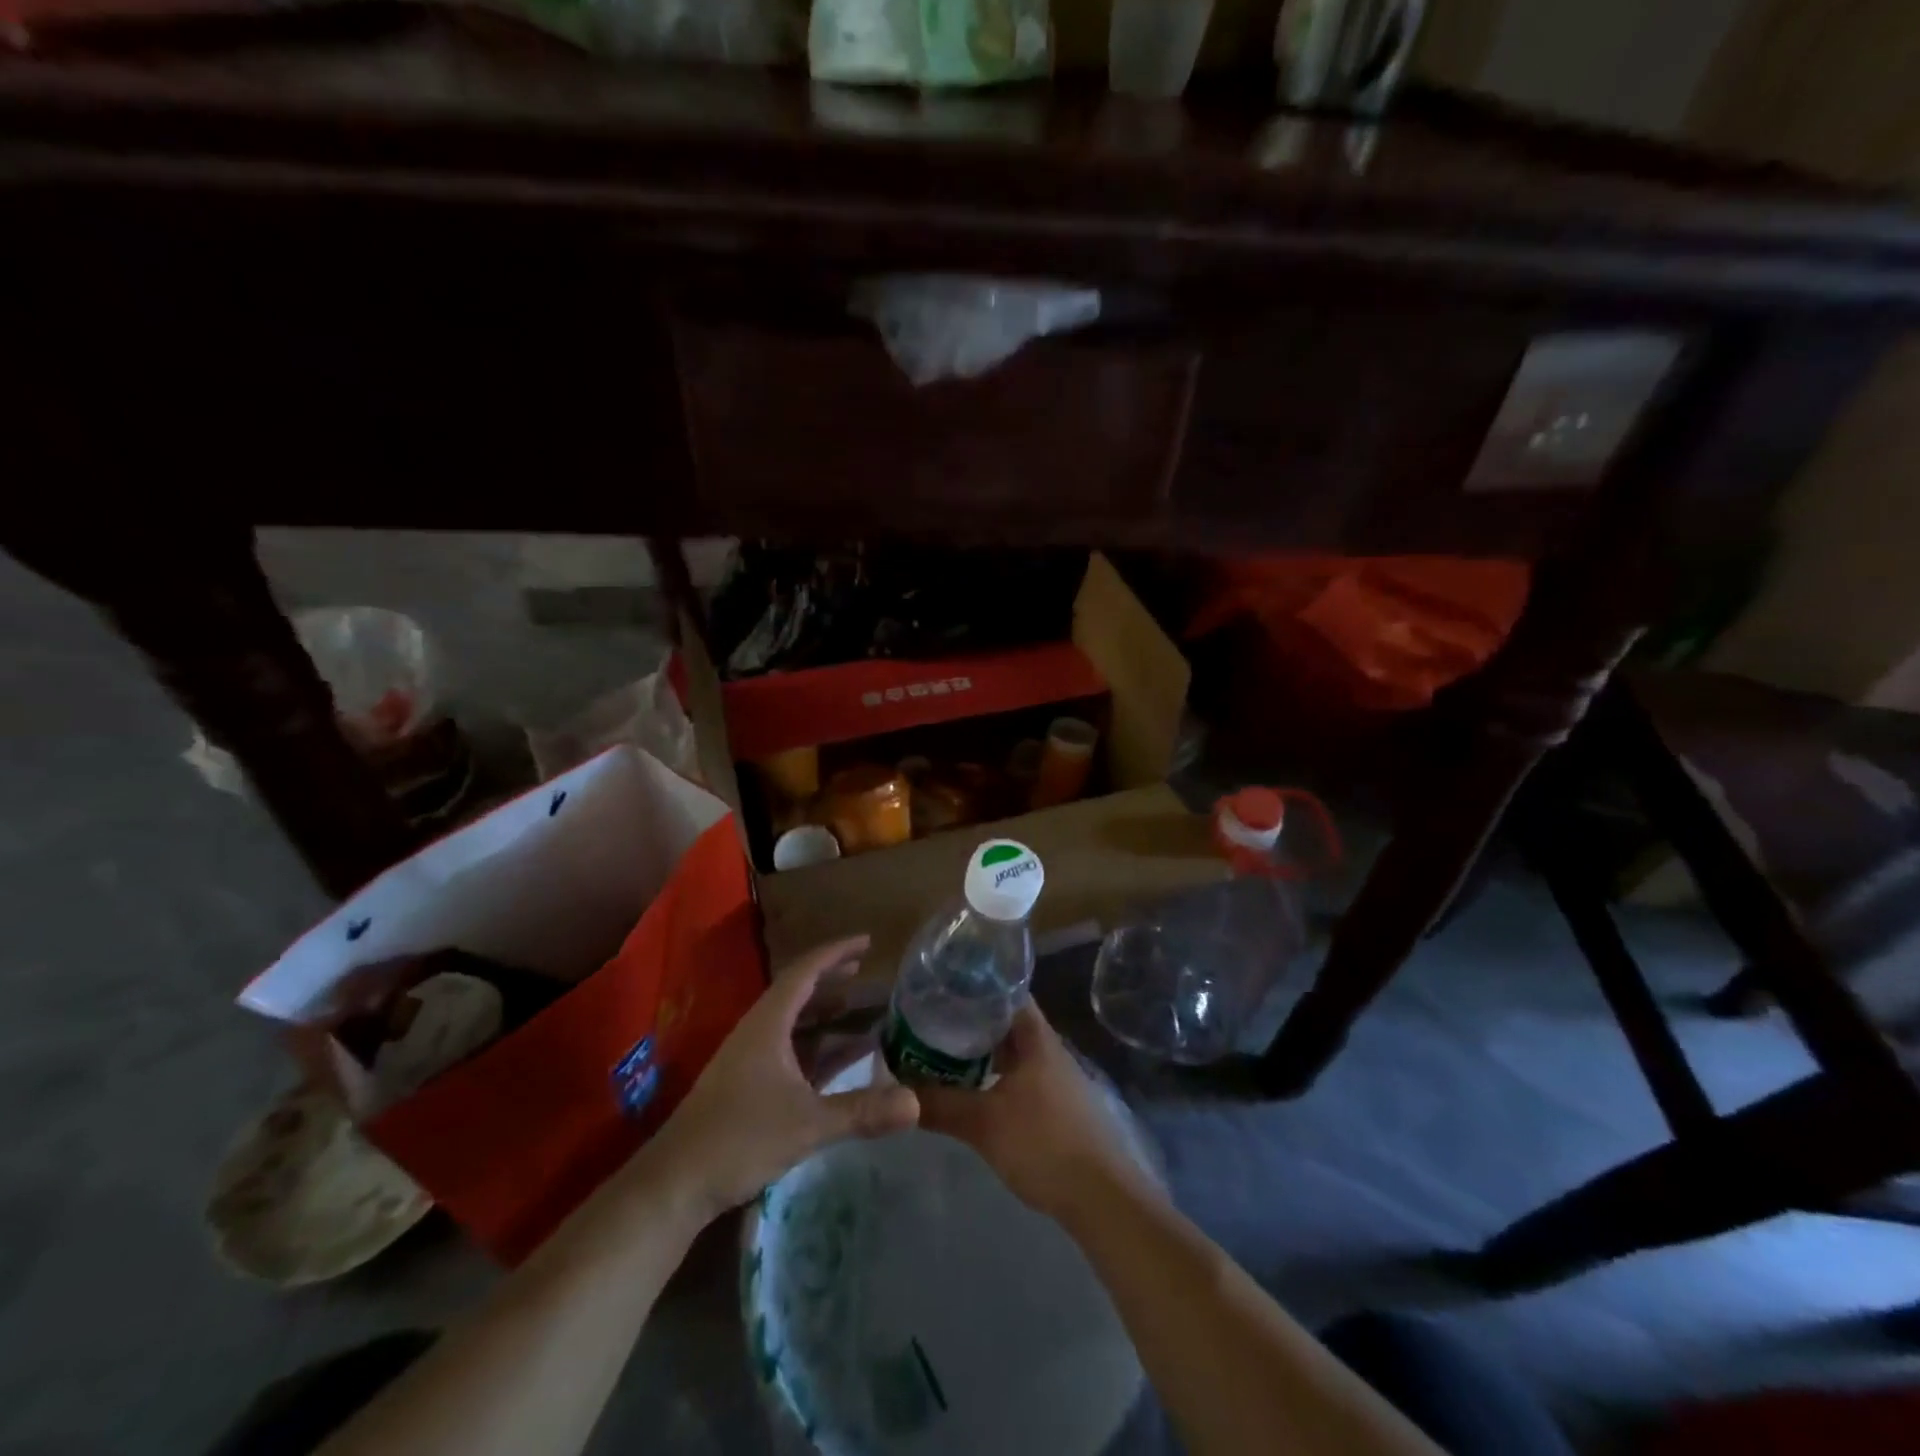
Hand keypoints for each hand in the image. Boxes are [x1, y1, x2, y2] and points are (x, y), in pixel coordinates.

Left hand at [648, 936, 919, 1224]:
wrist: (674, 1184)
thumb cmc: (740, 1138)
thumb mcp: (807, 1123)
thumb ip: (862, 1111)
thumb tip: (916, 1104)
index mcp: (767, 1024)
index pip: (804, 972)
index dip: (836, 953)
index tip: (867, 941)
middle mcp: (758, 1033)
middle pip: (799, 993)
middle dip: (833, 980)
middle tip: (867, 973)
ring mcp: (750, 1060)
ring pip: (794, 1024)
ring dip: (826, 1015)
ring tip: (862, 1011)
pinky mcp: (747, 1086)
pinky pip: (790, 1051)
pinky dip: (817, 1048)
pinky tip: (839, 1062)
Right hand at [917, 1002, 1153, 1225]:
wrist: (1102, 1197)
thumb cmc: (1044, 1144)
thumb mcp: (984, 1123)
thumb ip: (939, 1104)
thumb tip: (895, 1089)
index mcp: (1036, 1037)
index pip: (1005, 991)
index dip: (975, 985)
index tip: (941, 987)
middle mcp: (1047, 1048)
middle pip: (1005, 1021)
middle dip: (970, 1020)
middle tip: (930, 1021)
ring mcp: (1055, 1077)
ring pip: (1011, 1051)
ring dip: (980, 1051)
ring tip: (941, 1052)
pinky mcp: (1056, 1105)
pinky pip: (1017, 1075)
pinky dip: (993, 1075)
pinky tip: (971, 1090)